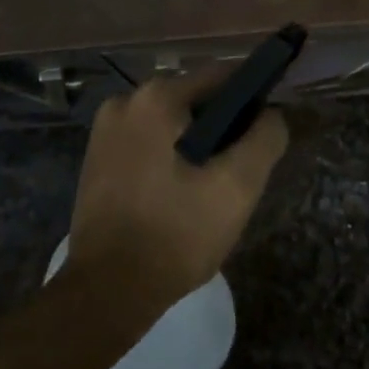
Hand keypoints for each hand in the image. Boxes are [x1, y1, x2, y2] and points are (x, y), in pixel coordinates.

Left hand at [66, 71, 288, 311]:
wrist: (105, 292)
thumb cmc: (175, 235)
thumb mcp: (236, 188)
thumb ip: (264, 140)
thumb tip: (272, 113)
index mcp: (156, 98)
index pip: (220, 75)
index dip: (252, 96)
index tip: (267, 128)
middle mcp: (126, 100)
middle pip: (193, 97)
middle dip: (222, 125)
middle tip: (240, 167)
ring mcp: (105, 128)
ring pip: (170, 121)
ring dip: (195, 142)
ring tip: (211, 186)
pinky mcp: (96, 156)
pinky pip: (147, 140)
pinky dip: (169, 154)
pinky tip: (179, 192)